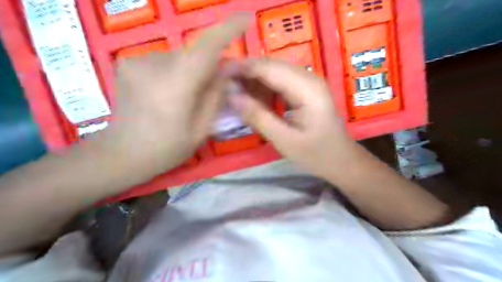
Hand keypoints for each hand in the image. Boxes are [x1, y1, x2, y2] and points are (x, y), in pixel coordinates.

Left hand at [95, 15, 250, 179]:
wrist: (120, 154)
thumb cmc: (166, 148)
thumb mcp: (201, 129)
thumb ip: (216, 96)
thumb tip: (227, 71)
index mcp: (176, 84)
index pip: (207, 46)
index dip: (228, 28)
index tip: (246, 18)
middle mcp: (154, 64)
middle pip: (194, 54)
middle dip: (208, 68)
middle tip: (210, 92)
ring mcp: (137, 60)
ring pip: (179, 58)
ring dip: (190, 72)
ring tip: (183, 98)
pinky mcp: (127, 62)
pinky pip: (164, 61)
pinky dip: (174, 73)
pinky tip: (166, 94)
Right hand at [227, 59, 360, 179]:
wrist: (341, 160)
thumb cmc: (317, 154)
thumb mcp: (285, 140)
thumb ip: (258, 117)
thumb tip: (231, 96)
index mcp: (307, 88)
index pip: (268, 68)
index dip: (242, 68)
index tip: (218, 75)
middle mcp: (308, 78)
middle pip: (270, 65)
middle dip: (245, 73)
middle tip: (222, 86)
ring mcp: (308, 82)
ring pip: (273, 72)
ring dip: (253, 81)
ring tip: (234, 94)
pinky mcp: (305, 90)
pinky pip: (279, 82)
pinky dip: (263, 88)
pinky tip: (252, 99)